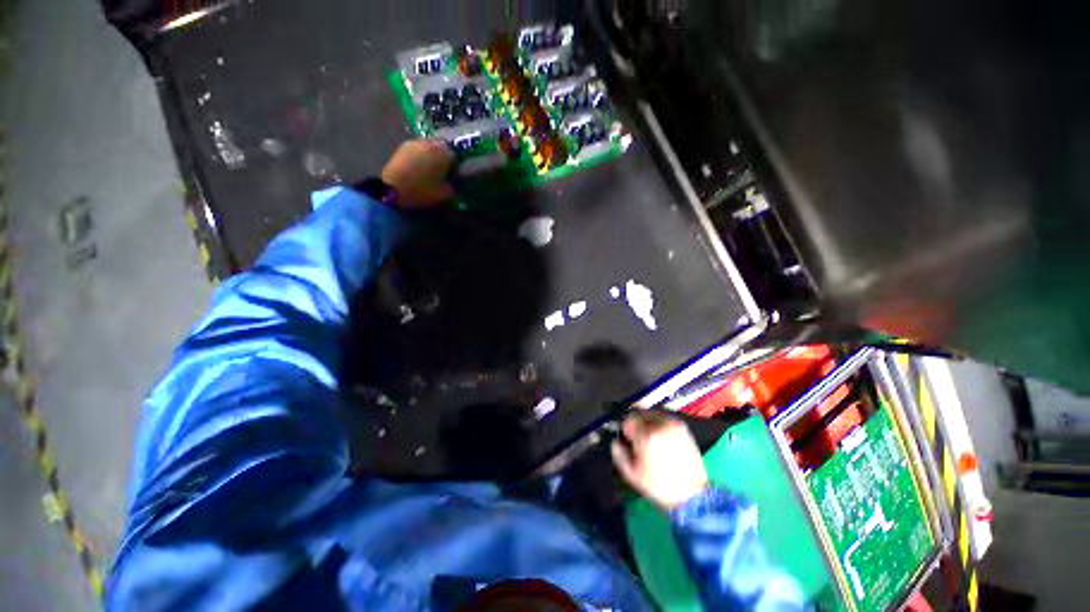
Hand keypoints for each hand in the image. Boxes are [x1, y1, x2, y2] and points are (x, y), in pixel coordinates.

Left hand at [381, 139, 455, 208]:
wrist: (394, 189)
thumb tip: (453, 182)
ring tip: (431, 168)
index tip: (454, 175)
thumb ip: (453, 186)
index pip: (456, 156)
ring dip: (432, 155)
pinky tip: (419, 167)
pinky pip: (418, 148)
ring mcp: (415, 143)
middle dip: (445, 157)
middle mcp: (430, 143)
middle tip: (444, 171)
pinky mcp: (403, 146)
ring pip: (430, 146)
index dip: (456, 166)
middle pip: (443, 147)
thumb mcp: (444, 194)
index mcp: (443, 153)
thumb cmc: (422, 191)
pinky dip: (421, 155)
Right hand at [611, 412, 708, 509]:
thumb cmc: (659, 486)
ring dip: (648, 422)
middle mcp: (660, 425)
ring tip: (650, 438)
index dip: (626, 430)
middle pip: (640, 414)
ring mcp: (674, 425)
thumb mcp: (632, 475)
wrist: (692, 495)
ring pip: (653, 414)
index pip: (629, 420)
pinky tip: (661, 438)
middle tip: (638, 439)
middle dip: (637, 424)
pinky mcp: (683, 427)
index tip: (628, 440)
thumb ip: (619, 454)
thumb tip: (615, 442)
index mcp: (647, 436)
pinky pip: (665, 418)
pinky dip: (659, 424)